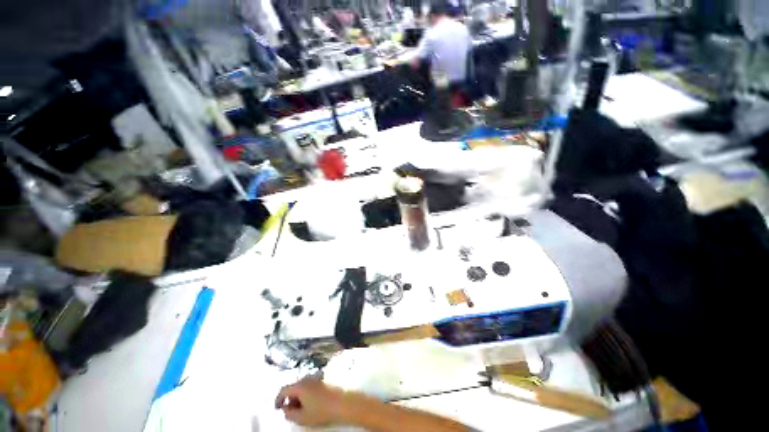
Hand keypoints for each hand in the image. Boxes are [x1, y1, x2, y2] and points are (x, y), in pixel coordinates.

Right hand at [274, 378, 348, 426]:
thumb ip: (289, 414)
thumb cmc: (321, 411)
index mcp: (300, 385)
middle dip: (289, 399)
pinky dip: (306, 394)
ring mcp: (316, 377)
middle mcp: (307, 378)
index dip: (278, 399)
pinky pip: (309, 385)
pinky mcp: (323, 379)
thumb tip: (285, 408)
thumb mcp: (302, 417)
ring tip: (301, 409)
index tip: (277, 409)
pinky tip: (310, 403)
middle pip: (293, 387)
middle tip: (290, 411)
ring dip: (298, 396)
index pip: (284, 389)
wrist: (342, 402)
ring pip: (302, 386)